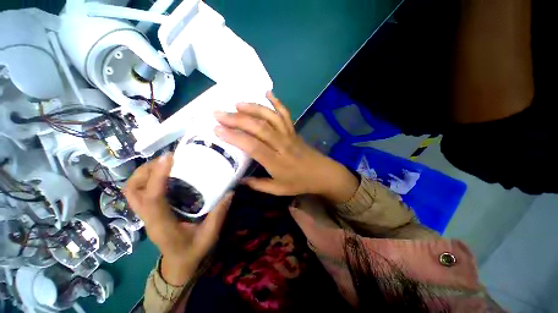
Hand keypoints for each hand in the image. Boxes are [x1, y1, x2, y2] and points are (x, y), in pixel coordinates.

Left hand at [123, 154, 232, 284]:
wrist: (179, 265)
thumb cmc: (193, 251)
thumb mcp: (210, 235)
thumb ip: (219, 214)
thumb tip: (229, 191)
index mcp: (162, 225)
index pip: (153, 198)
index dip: (158, 176)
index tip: (169, 158)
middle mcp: (149, 218)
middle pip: (131, 191)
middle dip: (145, 171)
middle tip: (167, 160)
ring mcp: (147, 215)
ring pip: (132, 191)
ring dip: (144, 173)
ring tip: (166, 164)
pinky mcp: (150, 212)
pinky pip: (140, 192)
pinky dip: (148, 179)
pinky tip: (167, 175)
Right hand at [214, 92, 357, 202]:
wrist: (322, 173)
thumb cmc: (300, 182)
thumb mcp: (278, 190)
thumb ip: (258, 185)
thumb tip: (239, 180)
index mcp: (276, 162)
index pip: (253, 146)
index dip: (234, 137)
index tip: (217, 129)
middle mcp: (282, 145)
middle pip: (259, 128)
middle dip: (237, 119)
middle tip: (219, 113)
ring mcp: (289, 134)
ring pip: (271, 117)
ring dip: (254, 108)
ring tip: (237, 104)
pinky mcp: (294, 130)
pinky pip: (285, 114)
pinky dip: (277, 102)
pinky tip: (268, 93)